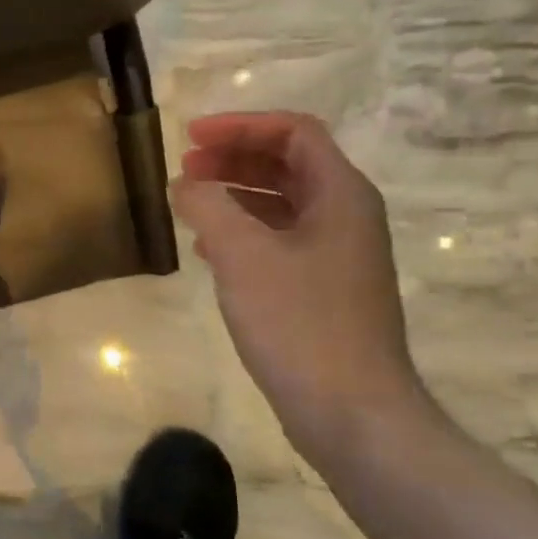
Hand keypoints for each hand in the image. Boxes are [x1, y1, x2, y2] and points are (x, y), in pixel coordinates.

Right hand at [171, 112, 421, 463]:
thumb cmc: (299, 324)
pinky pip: (281, 242)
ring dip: (237, 195)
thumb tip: (186, 184)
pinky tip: (210, 252)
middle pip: (290, 165)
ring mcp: (338, 257)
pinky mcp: (324, 291)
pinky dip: (245, 234)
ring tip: (190, 204)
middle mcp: (347, 217)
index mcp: (341, 195)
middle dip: (235, 159)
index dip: (241, 126)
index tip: (191, 138)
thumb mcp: (243, 256)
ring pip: (284, 205)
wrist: (351, 412)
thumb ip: (209, 207)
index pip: (294, 133)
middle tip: (186, 168)